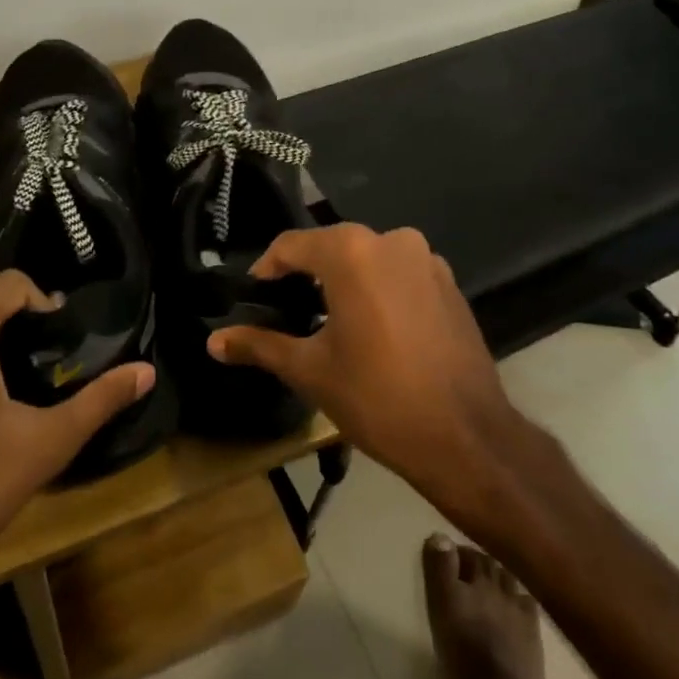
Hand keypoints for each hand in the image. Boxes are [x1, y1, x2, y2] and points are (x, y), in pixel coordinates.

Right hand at [208, 225, 529, 495]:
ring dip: (344, 281)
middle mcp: (391, 240)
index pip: (291, 245)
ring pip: (368, 259)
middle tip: (285, 310)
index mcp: (351, 252)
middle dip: (305, 275)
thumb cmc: (378, 397)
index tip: (253, 297)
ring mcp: (427, 260)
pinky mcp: (449, 284)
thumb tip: (212, 341)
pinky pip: (399, 274)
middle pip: (332, 248)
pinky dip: (378, 290)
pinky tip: (372, 328)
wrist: (466, 438)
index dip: (266, 269)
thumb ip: (259, 345)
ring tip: (326, 321)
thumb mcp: (310, 370)